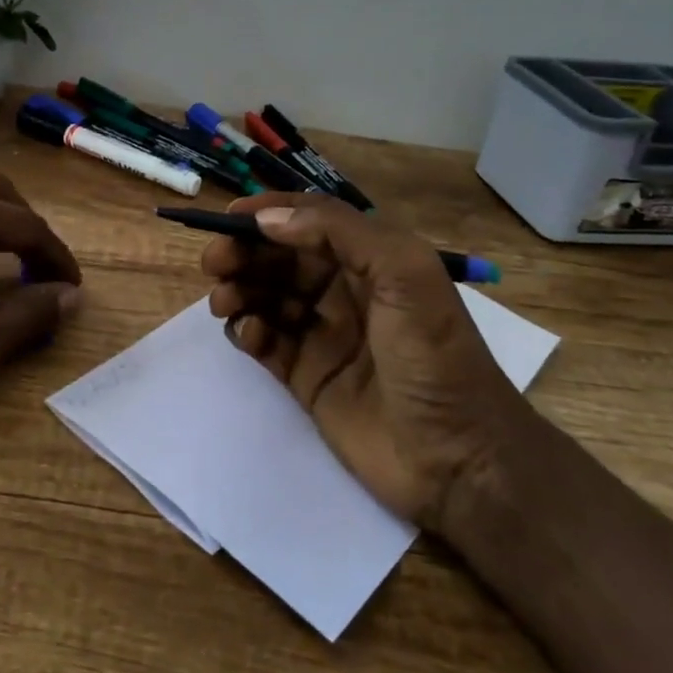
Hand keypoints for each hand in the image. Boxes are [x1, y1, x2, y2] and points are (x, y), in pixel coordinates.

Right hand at [201, 193, 530, 529]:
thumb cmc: (436, 356)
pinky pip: (265, 342)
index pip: (310, 222)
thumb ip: (339, 232)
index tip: (228, 216)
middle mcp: (344, 291)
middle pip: (280, 258)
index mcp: (371, 260)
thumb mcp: (405, 274)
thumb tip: (268, 219)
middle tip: (213, 263)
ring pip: (266, 296)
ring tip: (224, 302)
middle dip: (244, 253)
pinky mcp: (305, 376)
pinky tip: (249, 335)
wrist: (459, 460)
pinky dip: (249, 331)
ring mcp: (322, 335)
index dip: (269, 213)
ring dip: (239, 290)